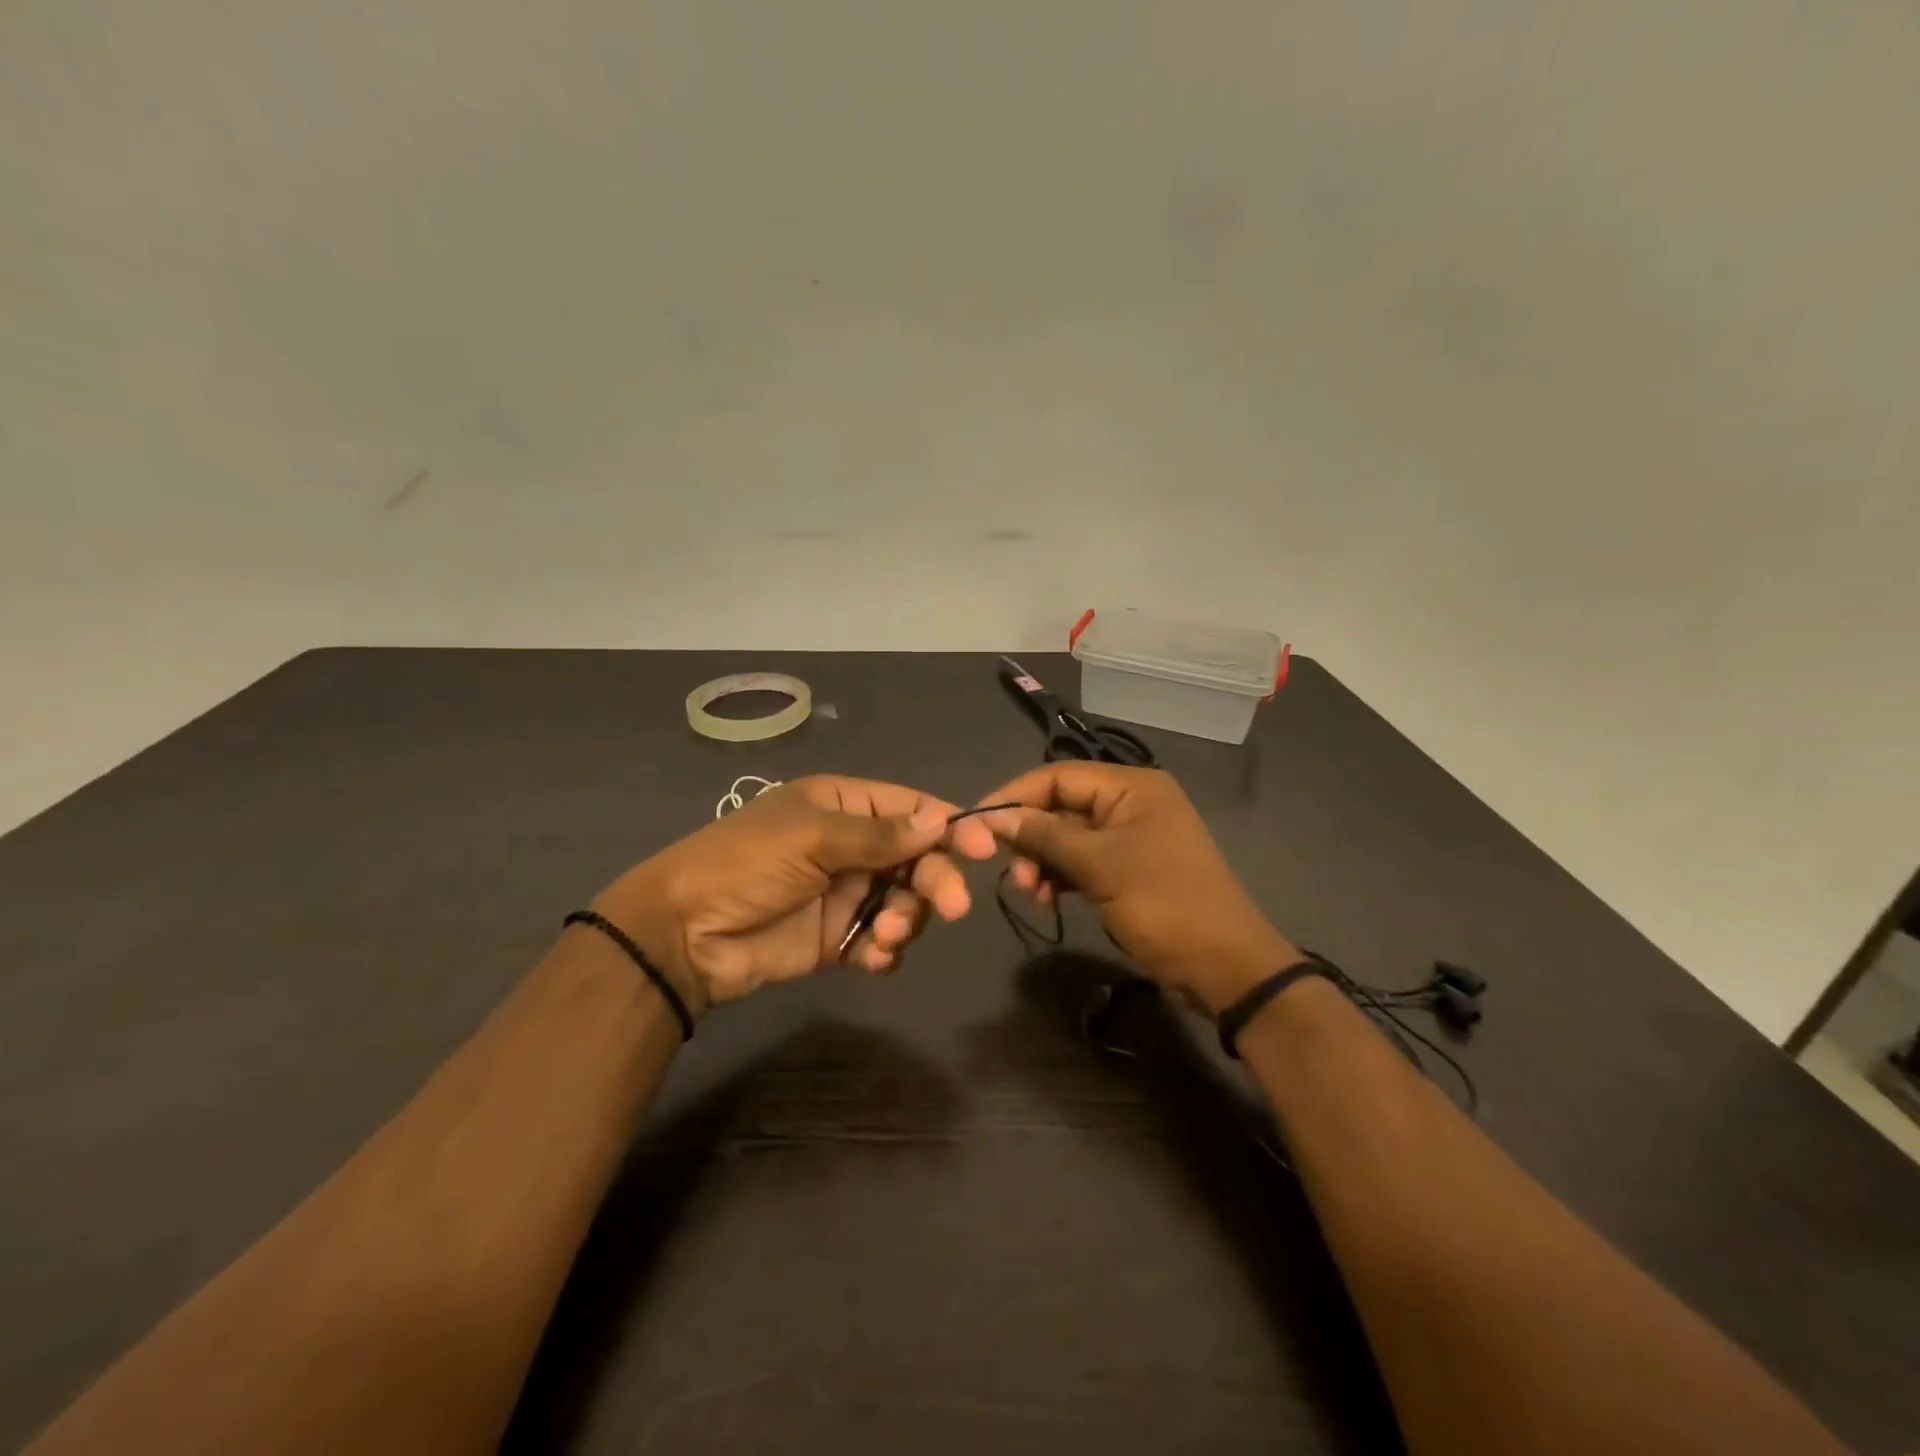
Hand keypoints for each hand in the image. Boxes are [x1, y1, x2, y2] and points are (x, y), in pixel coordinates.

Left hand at [591, 776, 998, 1013]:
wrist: (684, 935)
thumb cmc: (747, 864)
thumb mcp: (811, 838)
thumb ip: (878, 835)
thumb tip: (940, 822)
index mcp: (844, 805)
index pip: (911, 808)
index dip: (950, 825)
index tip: (985, 847)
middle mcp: (851, 845)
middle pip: (917, 857)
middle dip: (935, 880)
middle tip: (952, 907)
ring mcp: (846, 893)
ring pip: (906, 901)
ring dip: (908, 918)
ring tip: (886, 935)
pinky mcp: (838, 938)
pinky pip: (881, 939)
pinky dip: (886, 950)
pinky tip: (872, 959)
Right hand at [977, 763, 1299, 1015]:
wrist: (1226, 967)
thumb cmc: (1164, 905)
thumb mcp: (1099, 866)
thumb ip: (1045, 836)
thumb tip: (992, 817)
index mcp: (1132, 787)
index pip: (1057, 776)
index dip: (1014, 796)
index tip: (975, 824)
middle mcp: (1131, 803)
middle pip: (1061, 806)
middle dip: (1031, 837)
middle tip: (1013, 875)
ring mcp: (1132, 838)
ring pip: (1069, 837)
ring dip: (1043, 861)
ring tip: (1031, 894)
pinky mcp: (1131, 869)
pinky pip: (1084, 861)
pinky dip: (1061, 877)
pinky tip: (1048, 900)